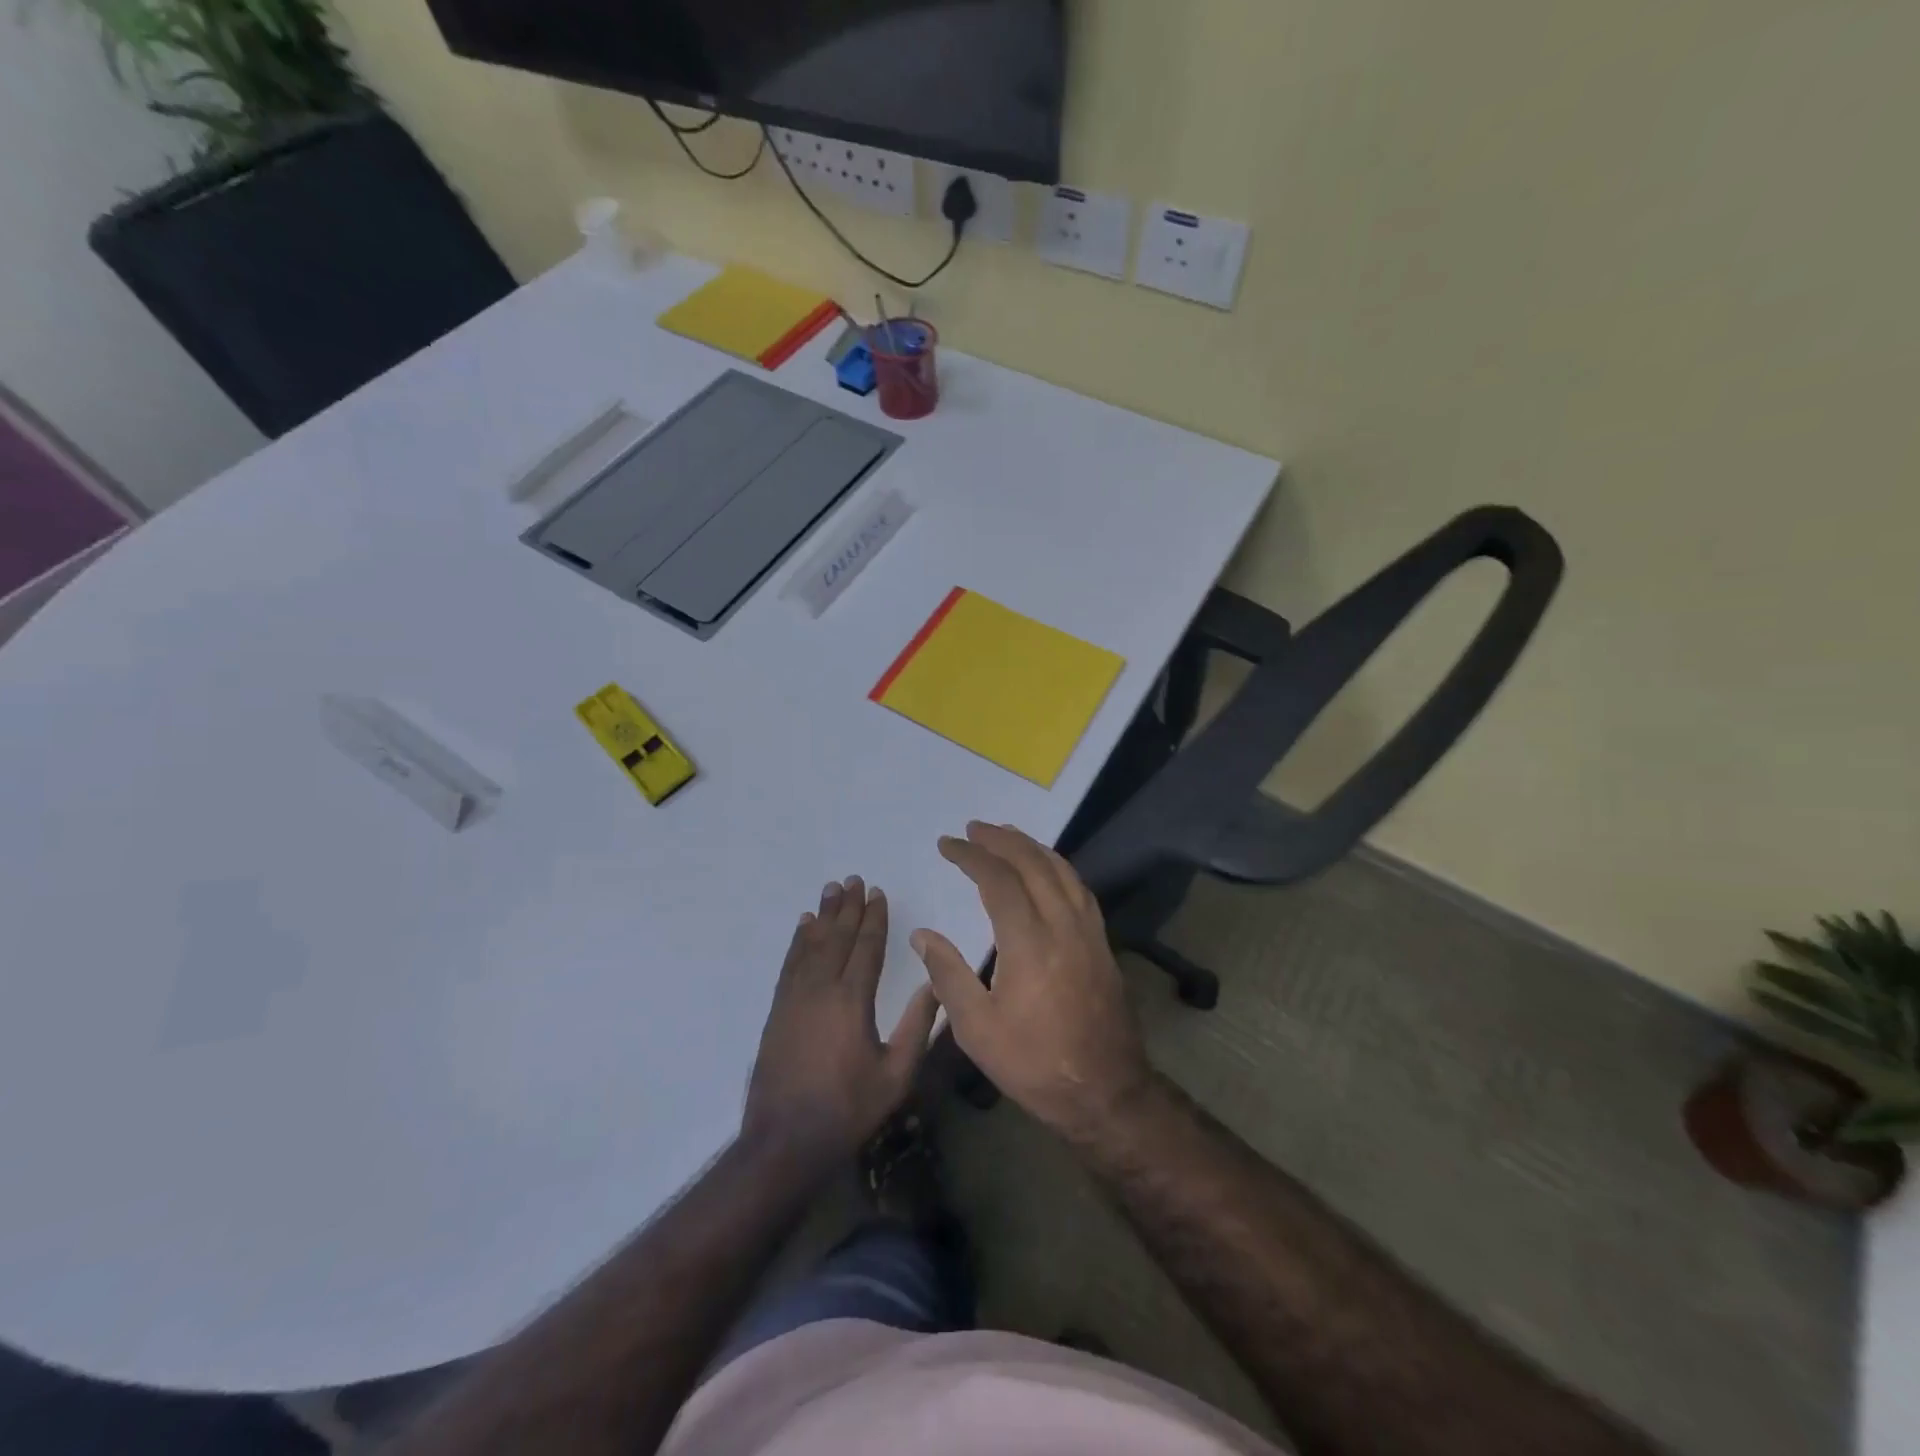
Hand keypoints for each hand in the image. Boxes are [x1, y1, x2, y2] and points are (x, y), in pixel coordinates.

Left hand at [743, 877, 940, 1166]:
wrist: (784, 1140)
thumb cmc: (847, 1109)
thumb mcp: (896, 1075)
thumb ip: (917, 1027)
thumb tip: (934, 984)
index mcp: (852, 1000)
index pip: (866, 947)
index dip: (874, 918)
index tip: (878, 893)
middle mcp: (821, 988)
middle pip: (837, 937)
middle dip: (848, 907)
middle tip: (854, 879)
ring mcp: (795, 998)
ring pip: (811, 945)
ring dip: (823, 916)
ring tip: (831, 890)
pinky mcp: (778, 1010)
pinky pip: (790, 963)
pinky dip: (798, 941)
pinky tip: (803, 927)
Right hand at [912, 823, 1153, 1138]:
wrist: (1106, 1092)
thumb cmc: (1035, 1064)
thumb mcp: (977, 1030)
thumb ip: (948, 975)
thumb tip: (922, 936)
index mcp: (1029, 943)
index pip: (998, 880)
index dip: (971, 856)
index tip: (947, 845)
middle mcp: (1062, 925)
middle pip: (1032, 863)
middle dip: (1001, 840)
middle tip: (973, 828)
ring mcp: (1088, 932)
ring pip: (1061, 870)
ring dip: (1031, 847)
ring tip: (1006, 835)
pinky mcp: (1102, 943)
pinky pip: (1079, 888)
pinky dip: (1058, 866)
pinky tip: (1047, 868)